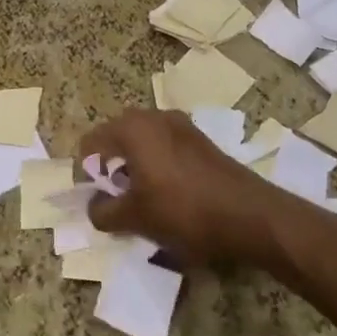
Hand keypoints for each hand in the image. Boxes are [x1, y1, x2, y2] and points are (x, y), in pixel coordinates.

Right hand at [77, 109, 277, 267]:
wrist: (251, 215)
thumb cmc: (184, 211)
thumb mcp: (135, 218)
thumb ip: (103, 212)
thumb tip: (94, 207)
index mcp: (132, 127)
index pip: (90, 143)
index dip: (85, 174)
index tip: (94, 201)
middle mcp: (153, 116)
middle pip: (115, 140)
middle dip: (110, 170)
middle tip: (116, 202)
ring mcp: (180, 125)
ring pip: (141, 144)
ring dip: (134, 170)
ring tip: (142, 203)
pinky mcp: (200, 140)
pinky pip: (164, 149)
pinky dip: (157, 168)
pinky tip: (168, 197)